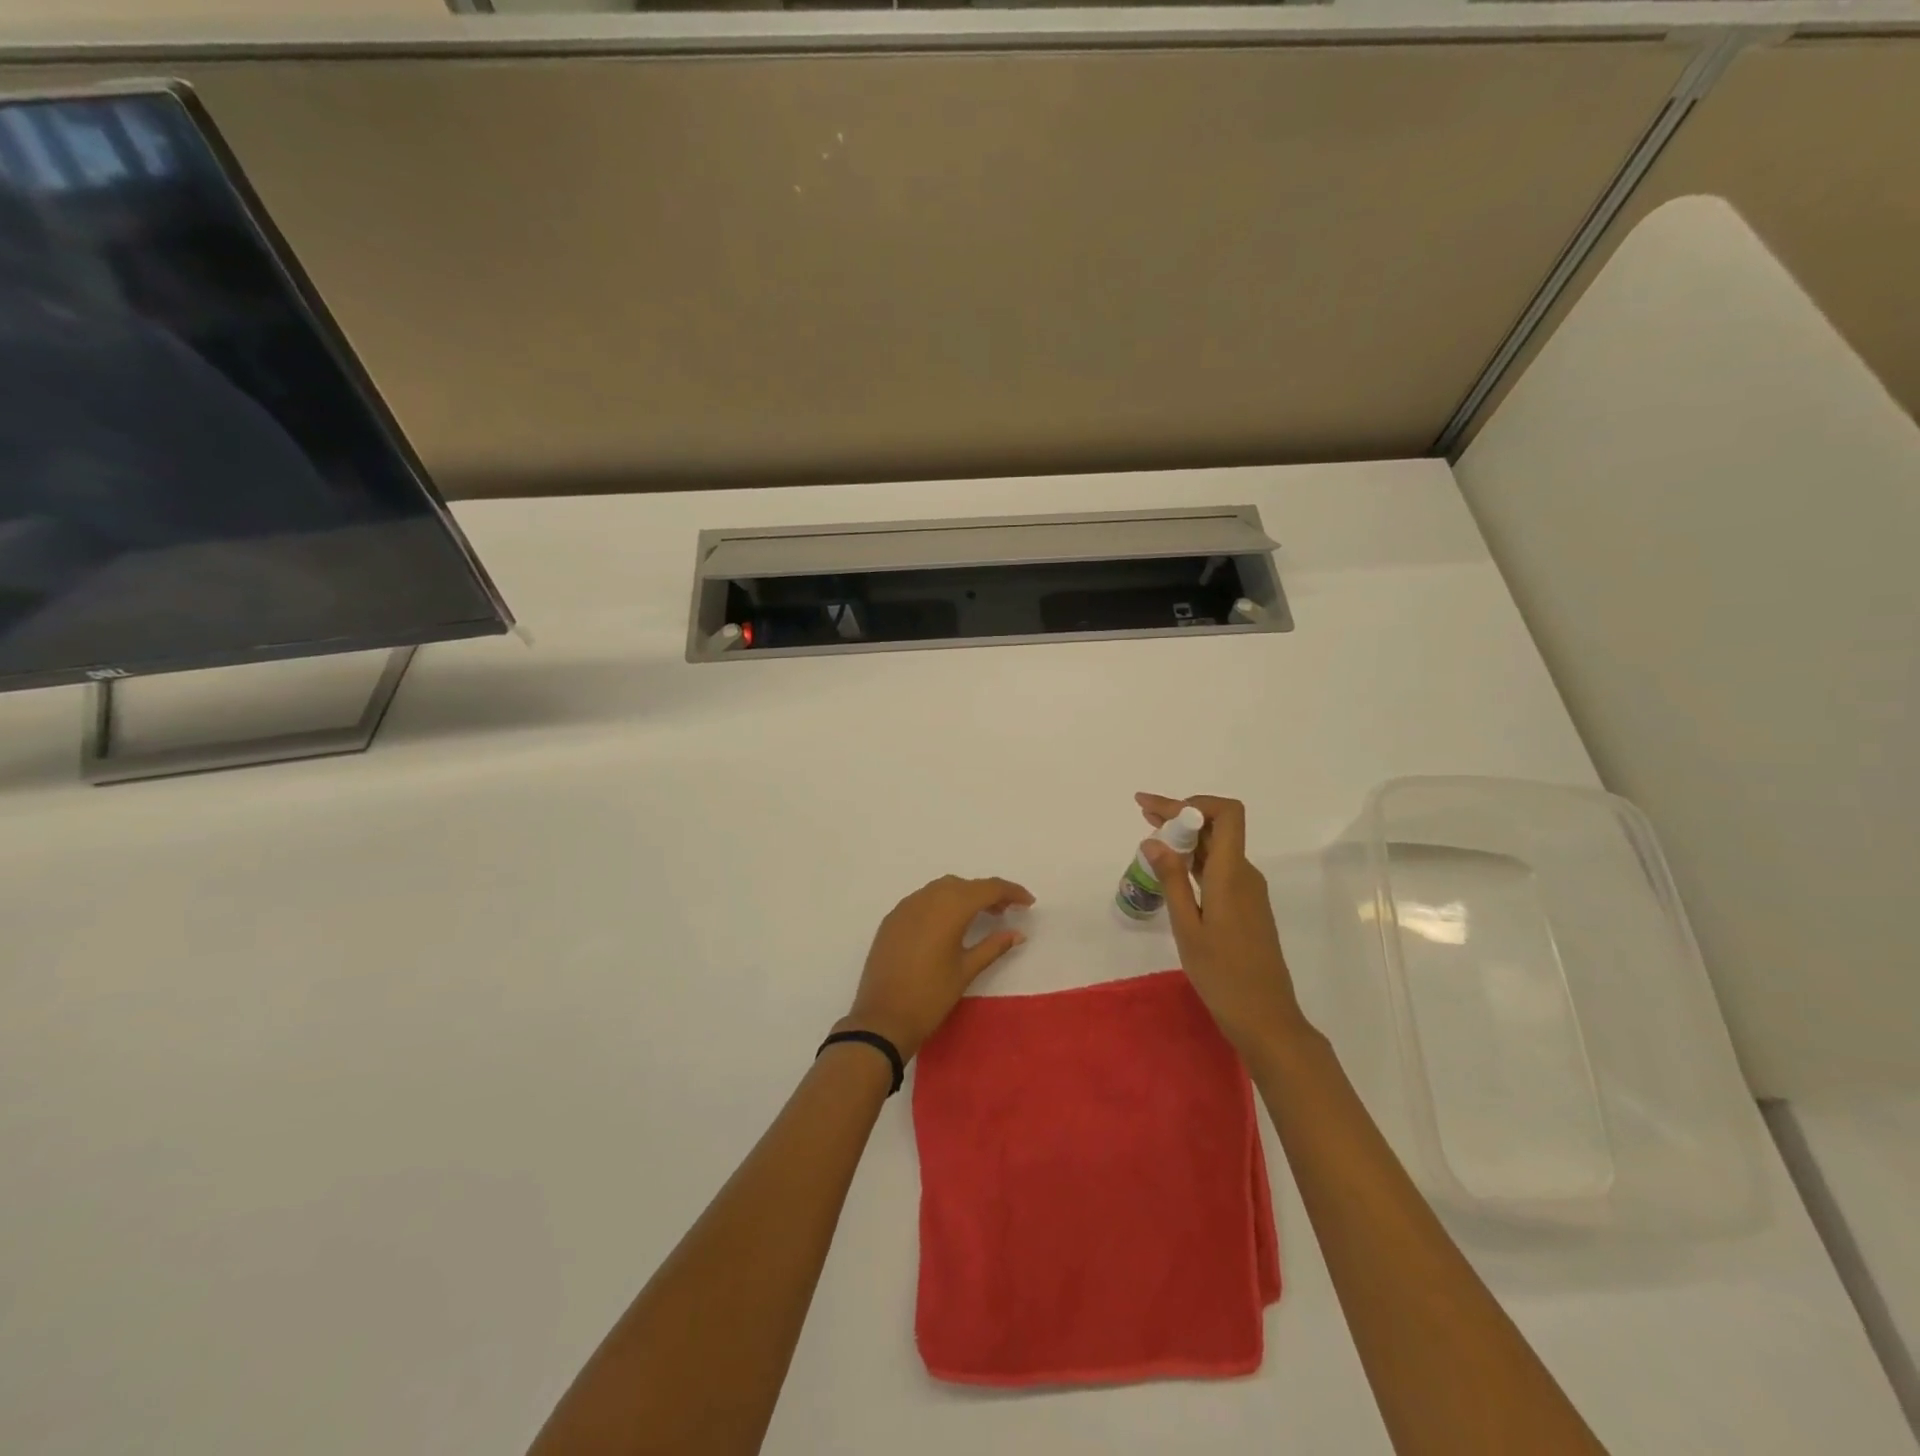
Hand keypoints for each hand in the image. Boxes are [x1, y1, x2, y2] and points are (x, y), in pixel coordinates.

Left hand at [842, 875, 1034, 1060]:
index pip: (988, 888)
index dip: (1011, 892)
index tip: (1028, 902)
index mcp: (950, 907)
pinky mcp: (892, 919)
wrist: (882, 1019)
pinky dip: (941, 904)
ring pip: (942, 889)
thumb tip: (1018, 933)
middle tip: (1006, 912)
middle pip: (965, 885)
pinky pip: (923, 900)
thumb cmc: (930, 996)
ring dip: (964, 896)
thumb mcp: (966, 970)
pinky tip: (947, 925)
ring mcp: (905, 906)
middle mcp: (927, 898)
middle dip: (988, 893)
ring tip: (980, 917)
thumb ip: (994, 946)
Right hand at [1136, 792, 1308, 1059]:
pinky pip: (1218, 867)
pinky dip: (1193, 858)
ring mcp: (1247, 890)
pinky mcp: (1245, 906)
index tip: (1159, 810)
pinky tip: (1171, 869)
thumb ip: (1171, 880)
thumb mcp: (1187, 927)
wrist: (1265, 1017)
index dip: (1194, 803)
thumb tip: (1153, 840)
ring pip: (1217, 847)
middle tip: (1142, 811)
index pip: (1226, 814)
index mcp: (1231, 874)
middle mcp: (1244, 874)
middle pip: (1217, 826)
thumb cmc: (1222, 975)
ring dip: (1185, 835)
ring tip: (1149, 835)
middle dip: (1180, 814)